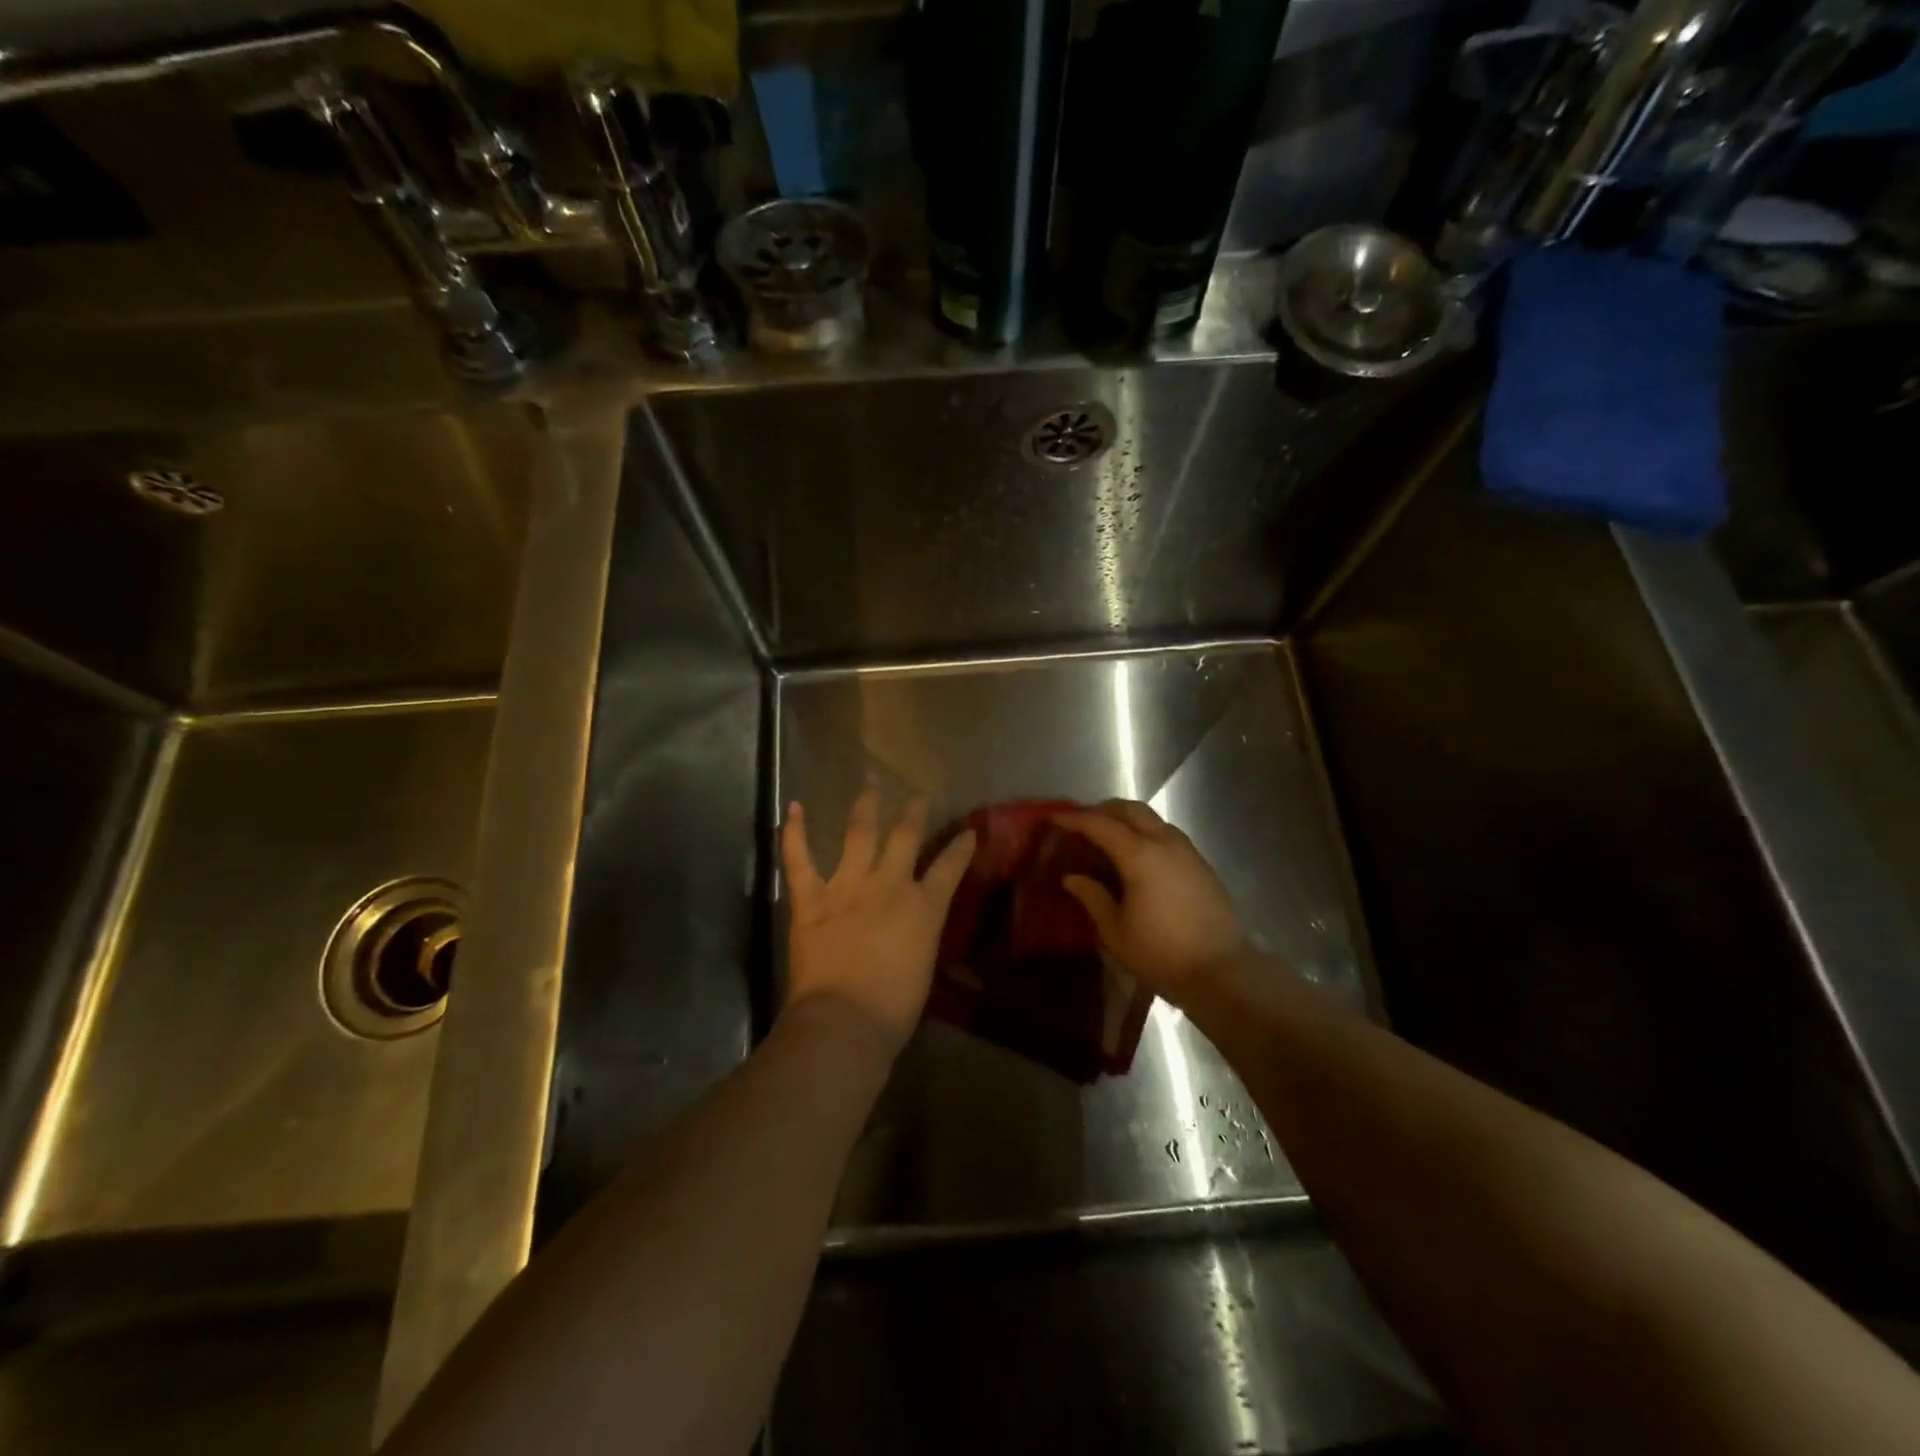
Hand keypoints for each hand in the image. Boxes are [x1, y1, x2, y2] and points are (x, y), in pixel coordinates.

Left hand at [782, 783, 975, 1054]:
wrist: (845, 1021)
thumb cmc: (893, 1008)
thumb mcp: (923, 966)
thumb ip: (920, 935)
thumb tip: (913, 927)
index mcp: (923, 908)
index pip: (950, 867)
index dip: (961, 847)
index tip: (969, 831)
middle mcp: (888, 886)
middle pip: (906, 836)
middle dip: (914, 811)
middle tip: (918, 795)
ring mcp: (847, 887)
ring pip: (859, 833)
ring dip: (866, 805)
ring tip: (870, 782)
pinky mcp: (811, 899)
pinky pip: (799, 859)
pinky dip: (795, 832)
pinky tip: (795, 806)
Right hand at [1052, 800, 1252, 1002]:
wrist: (1222, 972)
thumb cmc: (1161, 954)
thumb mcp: (1116, 931)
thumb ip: (1093, 897)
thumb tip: (1073, 877)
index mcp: (1140, 855)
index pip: (1100, 824)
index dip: (1074, 819)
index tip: (1054, 818)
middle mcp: (1165, 843)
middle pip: (1130, 809)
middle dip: (1102, 810)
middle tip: (1081, 824)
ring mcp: (1187, 851)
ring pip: (1152, 818)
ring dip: (1126, 819)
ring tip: (1107, 839)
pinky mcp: (1201, 864)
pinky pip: (1167, 834)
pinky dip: (1146, 833)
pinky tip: (1137, 857)